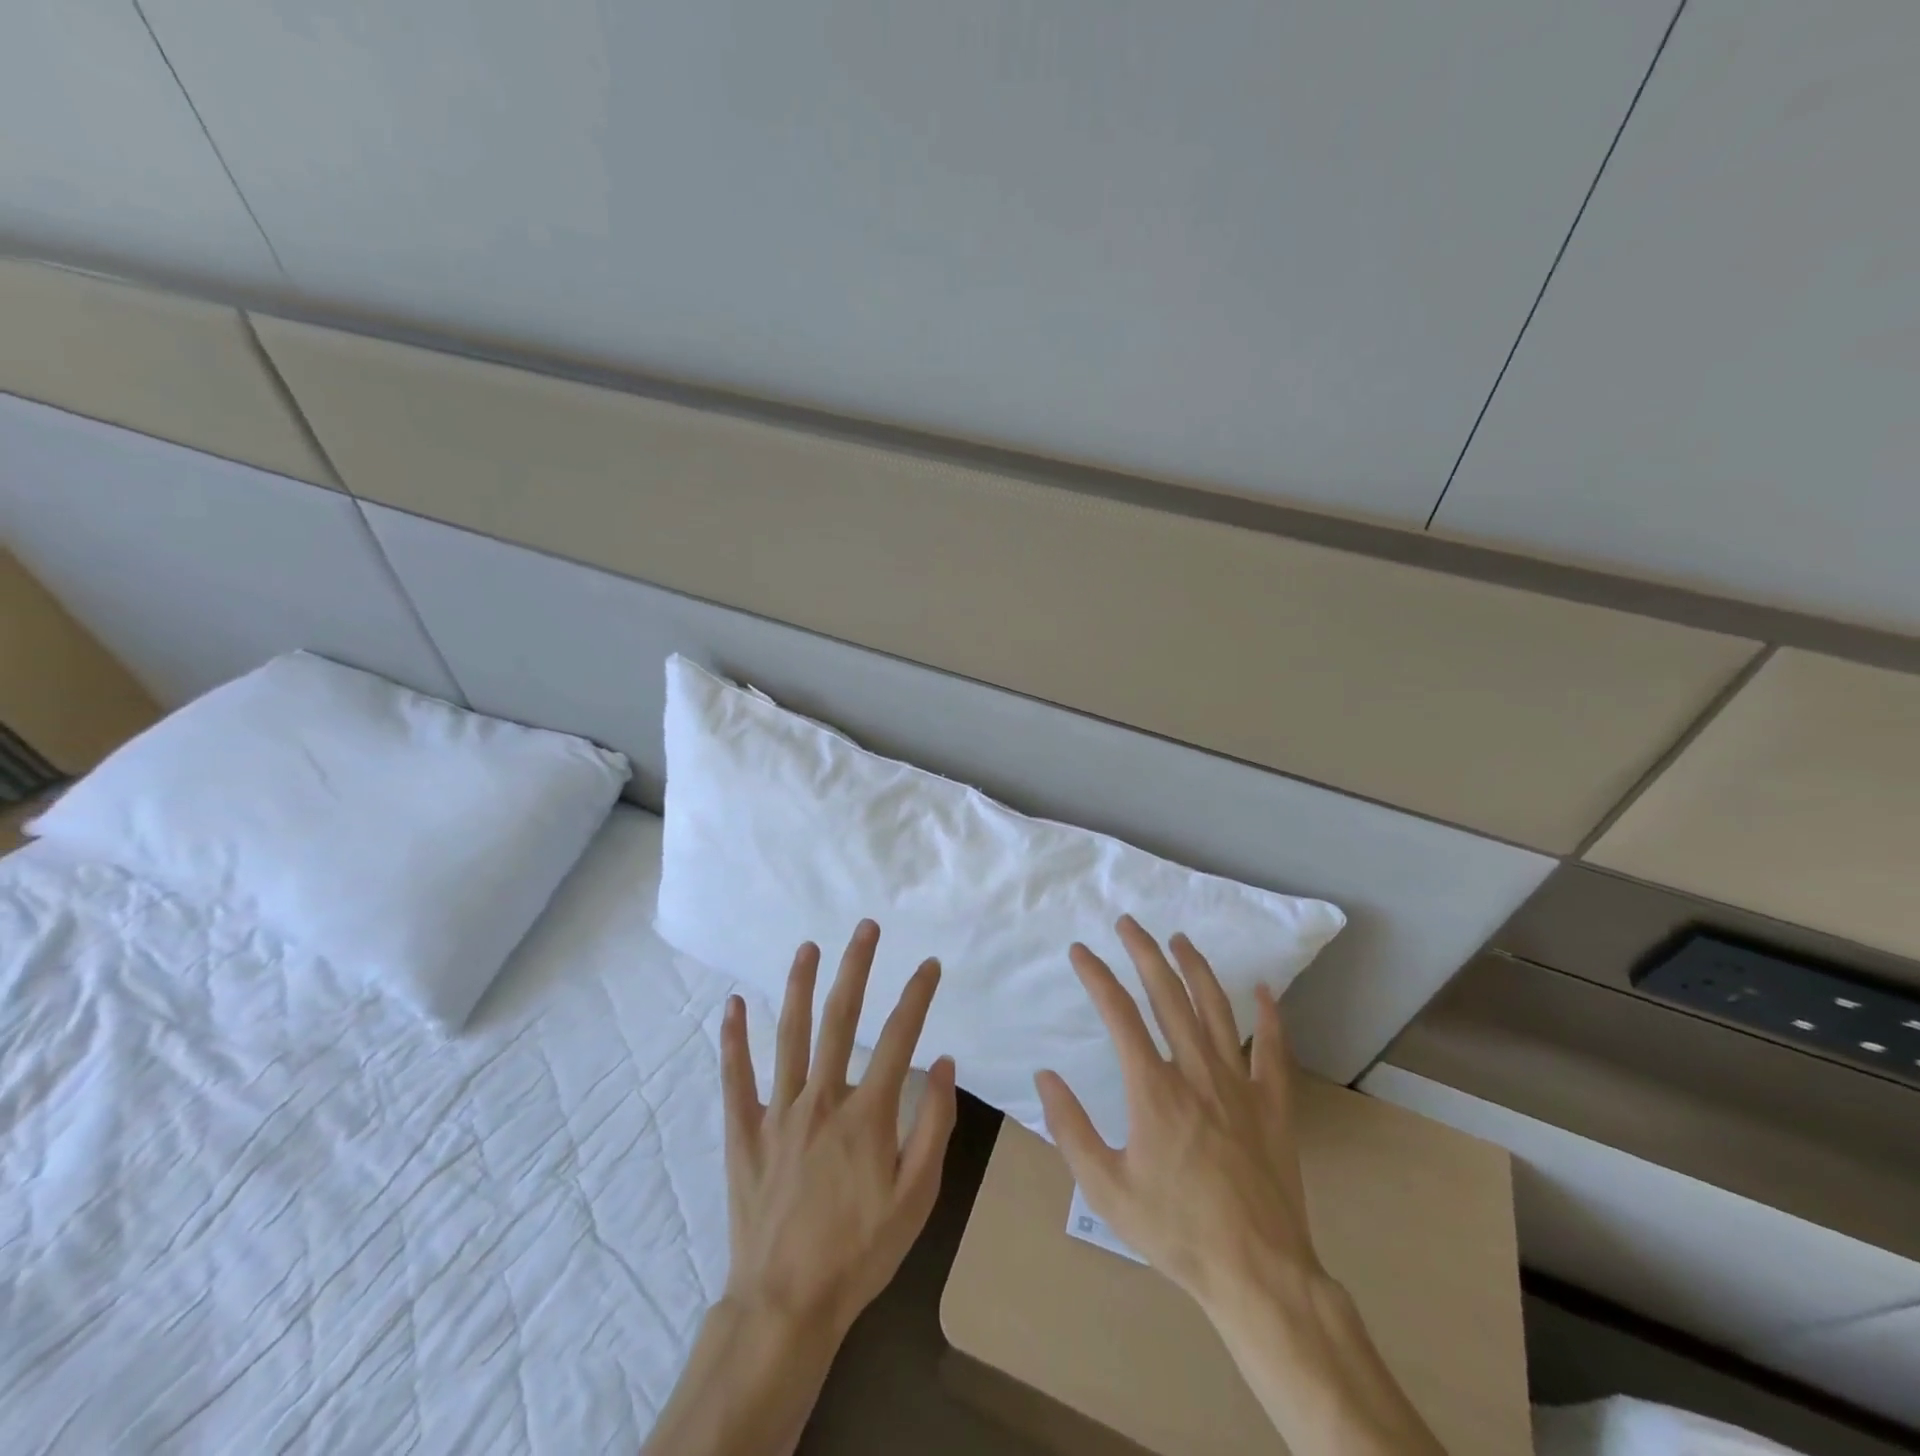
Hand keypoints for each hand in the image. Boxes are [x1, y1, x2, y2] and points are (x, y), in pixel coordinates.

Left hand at [719, 919, 957, 1340]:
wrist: (787, 1304)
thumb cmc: (861, 1251)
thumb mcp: (917, 1197)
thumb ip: (934, 1126)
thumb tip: (945, 1064)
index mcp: (867, 1113)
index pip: (898, 1038)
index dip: (917, 996)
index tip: (930, 965)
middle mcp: (821, 1098)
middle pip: (840, 1018)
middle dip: (856, 967)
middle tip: (865, 928)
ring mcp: (778, 1112)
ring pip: (788, 1034)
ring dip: (798, 985)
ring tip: (807, 947)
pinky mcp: (744, 1132)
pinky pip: (736, 1077)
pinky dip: (733, 1039)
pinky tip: (732, 1004)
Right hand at [1033, 915, 1317, 1310]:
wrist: (1257, 1275)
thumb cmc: (1175, 1231)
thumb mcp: (1105, 1188)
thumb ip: (1070, 1129)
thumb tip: (1046, 1077)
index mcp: (1154, 1089)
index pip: (1119, 1014)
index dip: (1097, 976)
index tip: (1080, 952)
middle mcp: (1196, 1072)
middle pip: (1168, 996)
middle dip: (1144, 953)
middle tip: (1129, 923)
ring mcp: (1240, 1084)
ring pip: (1216, 1009)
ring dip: (1196, 968)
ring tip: (1179, 939)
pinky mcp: (1273, 1105)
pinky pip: (1273, 1049)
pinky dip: (1269, 1016)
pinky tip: (1263, 989)